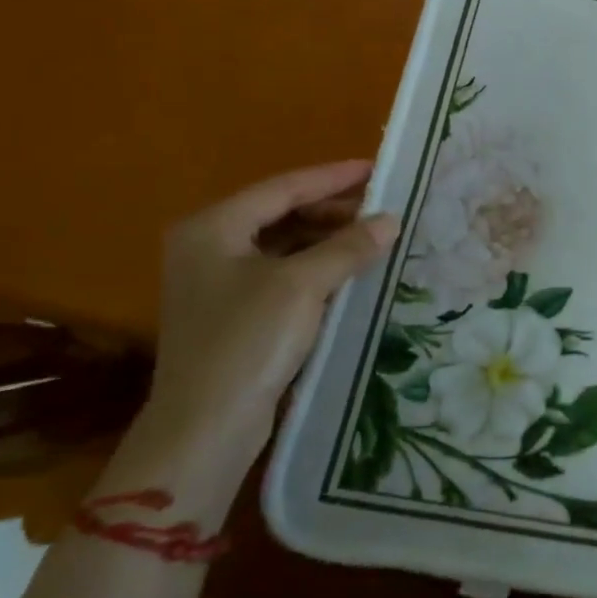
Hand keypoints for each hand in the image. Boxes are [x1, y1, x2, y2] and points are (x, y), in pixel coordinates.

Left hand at [143, 161, 398, 465]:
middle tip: (380, 207)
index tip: (376, 169)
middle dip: (332, 210)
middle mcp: (208, 246)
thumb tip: (391, 219)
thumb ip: (348, 247)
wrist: (205, 428)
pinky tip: (348, 271)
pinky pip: (281, 273)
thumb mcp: (302, 285)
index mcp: (212, 227)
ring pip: (282, 244)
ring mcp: (217, 282)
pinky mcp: (232, 314)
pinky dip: (315, 266)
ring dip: (327, 239)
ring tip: (373, 236)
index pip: (282, 187)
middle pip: (280, 213)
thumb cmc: (248, 342)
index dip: (332, 177)